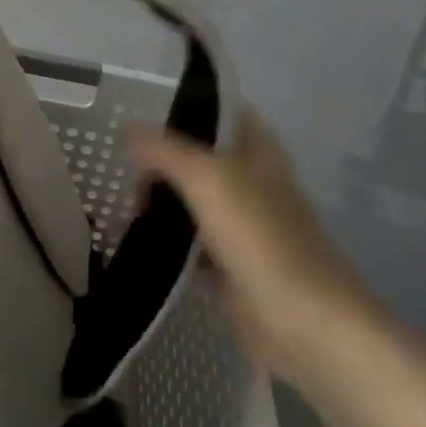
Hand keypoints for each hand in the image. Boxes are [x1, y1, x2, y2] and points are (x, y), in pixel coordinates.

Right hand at [128, 113, 380, 378]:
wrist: (303, 323)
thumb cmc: (260, 237)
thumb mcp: (207, 178)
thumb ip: (163, 150)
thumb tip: (125, 131)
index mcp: (256, 148)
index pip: (217, 109)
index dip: (182, 103)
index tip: (138, 110)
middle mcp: (249, 178)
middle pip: (196, 154)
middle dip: (159, 157)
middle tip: (123, 167)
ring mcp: (240, 222)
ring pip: (189, 197)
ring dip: (158, 198)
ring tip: (122, 202)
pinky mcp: (229, 261)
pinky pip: (187, 239)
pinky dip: (163, 237)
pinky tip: (133, 238)